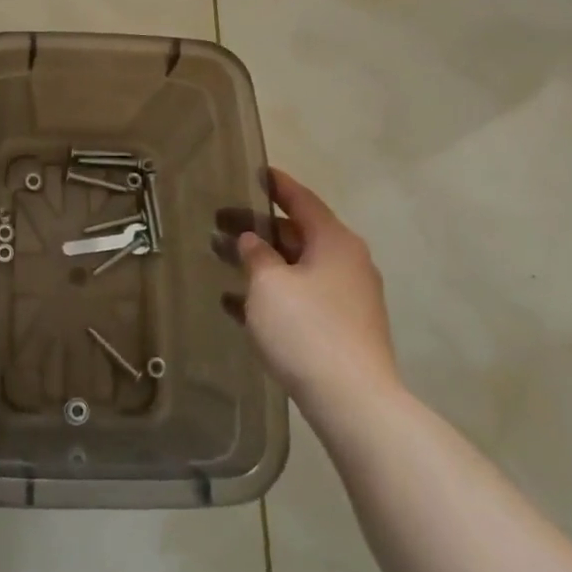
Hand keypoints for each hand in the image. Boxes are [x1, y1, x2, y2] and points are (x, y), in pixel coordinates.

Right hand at [214, 167, 399, 411]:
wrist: (352, 400)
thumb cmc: (306, 329)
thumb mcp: (269, 285)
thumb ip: (255, 255)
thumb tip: (252, 240)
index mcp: (334, 242)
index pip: (302, 200)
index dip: (277, 185)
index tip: (256, 171)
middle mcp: (346, 263)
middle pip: (297, 235)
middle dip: (258, 228)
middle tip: (219, 223)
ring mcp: (346, 298)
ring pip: (296, 268)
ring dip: (260, 263)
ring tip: (220, 258)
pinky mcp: (341, 328)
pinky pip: (300, 298)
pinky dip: (271, 294)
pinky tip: (234, 303)